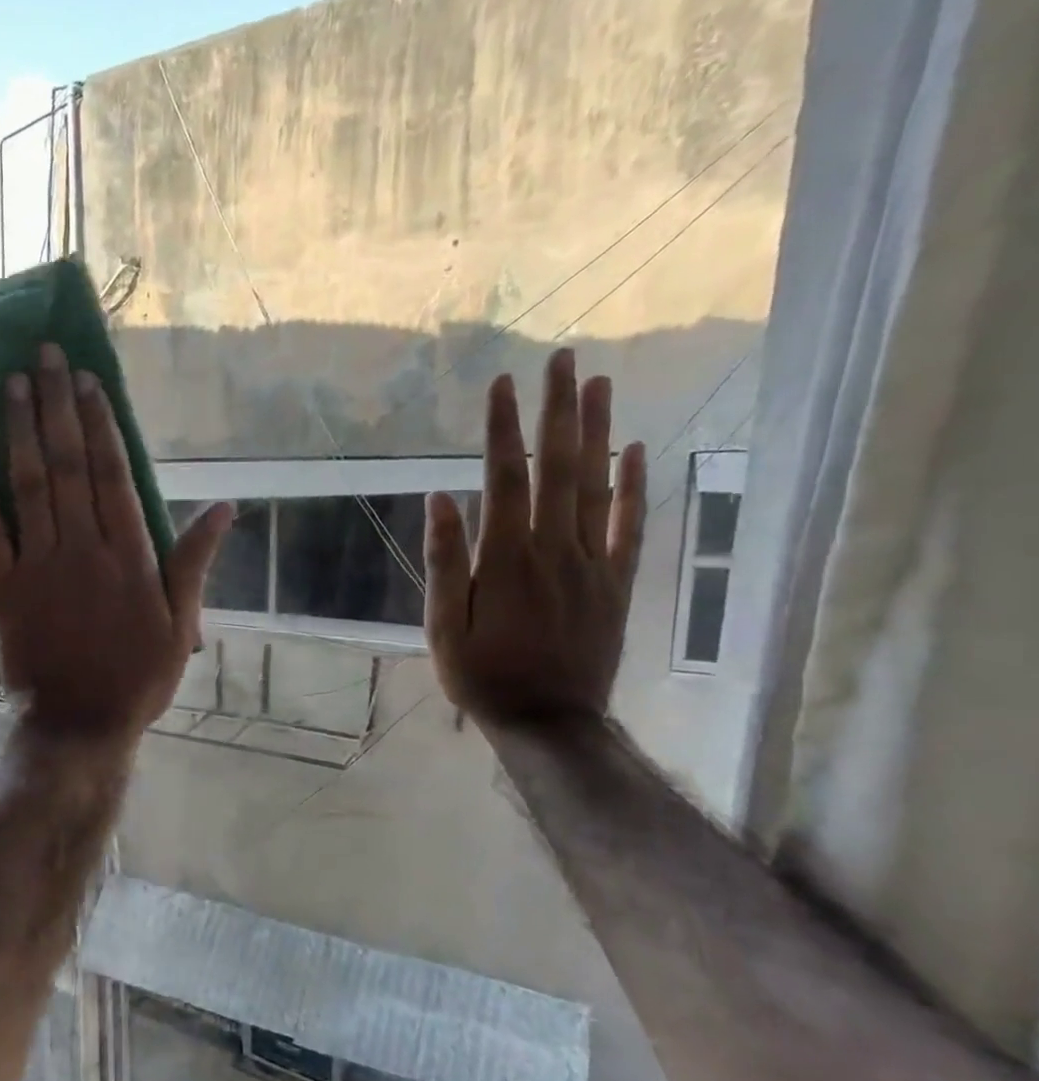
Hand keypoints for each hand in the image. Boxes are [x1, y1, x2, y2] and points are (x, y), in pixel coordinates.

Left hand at [0, 345, 231, 738]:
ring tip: (11, 383)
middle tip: (45, 356)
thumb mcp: (182, 625)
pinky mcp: (2, 586)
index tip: (87, 380)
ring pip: (29, 485)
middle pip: (69, 464)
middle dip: (56, 406)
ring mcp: (38, 564)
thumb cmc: (137, 677)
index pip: (112, 473)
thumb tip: (225, 508)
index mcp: (129, 554)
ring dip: (19, 431)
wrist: (78, 723)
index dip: (100, 423)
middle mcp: (82, 547)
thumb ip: (195, 563)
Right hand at [425, 348, 646, 723]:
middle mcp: (555, 549)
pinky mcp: (617, 582)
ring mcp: (593, 563)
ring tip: (599, 383)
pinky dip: (635, 485)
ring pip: (598, 486)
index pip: (505, 478)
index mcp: (507, 559)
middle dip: (558, 411)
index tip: (501, 384)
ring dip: (598, 431)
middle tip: (563, 360)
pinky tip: (637, 449)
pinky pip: (631, 525)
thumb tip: (442, 499)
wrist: (549, 720)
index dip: (503, 429)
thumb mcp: (443, 626)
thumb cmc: (482, 675)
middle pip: (559, 468)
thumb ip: (446, 562)